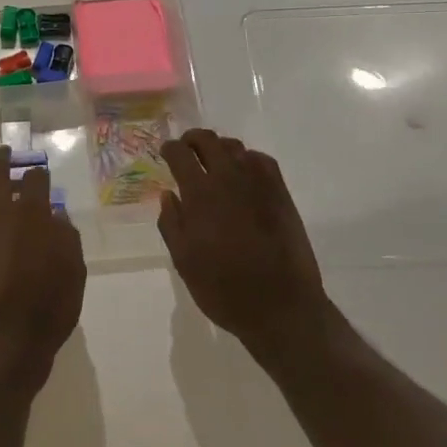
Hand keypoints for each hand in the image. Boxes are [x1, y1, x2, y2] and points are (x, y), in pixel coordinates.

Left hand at [0, 147, 85, 390]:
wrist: (7, 345)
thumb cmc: (49, 308)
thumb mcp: (75, 271)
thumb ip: (67, 238)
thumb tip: (56, 218)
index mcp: (32, 216)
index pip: (35, 180)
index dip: (39, 174)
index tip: (42, 176)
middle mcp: (0, 216)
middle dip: (1, 160)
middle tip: (6, 152)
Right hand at [159, 129, 333, 358]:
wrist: (281, 306)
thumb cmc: (224, 289)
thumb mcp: (184, 261)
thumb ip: (171, 223)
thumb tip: (168, 194)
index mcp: (200, 194)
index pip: (180, 154)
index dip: (169, 148)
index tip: (165, 153)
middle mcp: (229, 179)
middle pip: (208, 140)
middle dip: (192, 140)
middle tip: (186, 150)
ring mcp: (259, 183)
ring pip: (235, 147)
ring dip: (219, 148)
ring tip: (213, 162)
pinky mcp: (281, 193)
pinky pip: (261, 160)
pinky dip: (247, 159)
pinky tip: (243, 174)